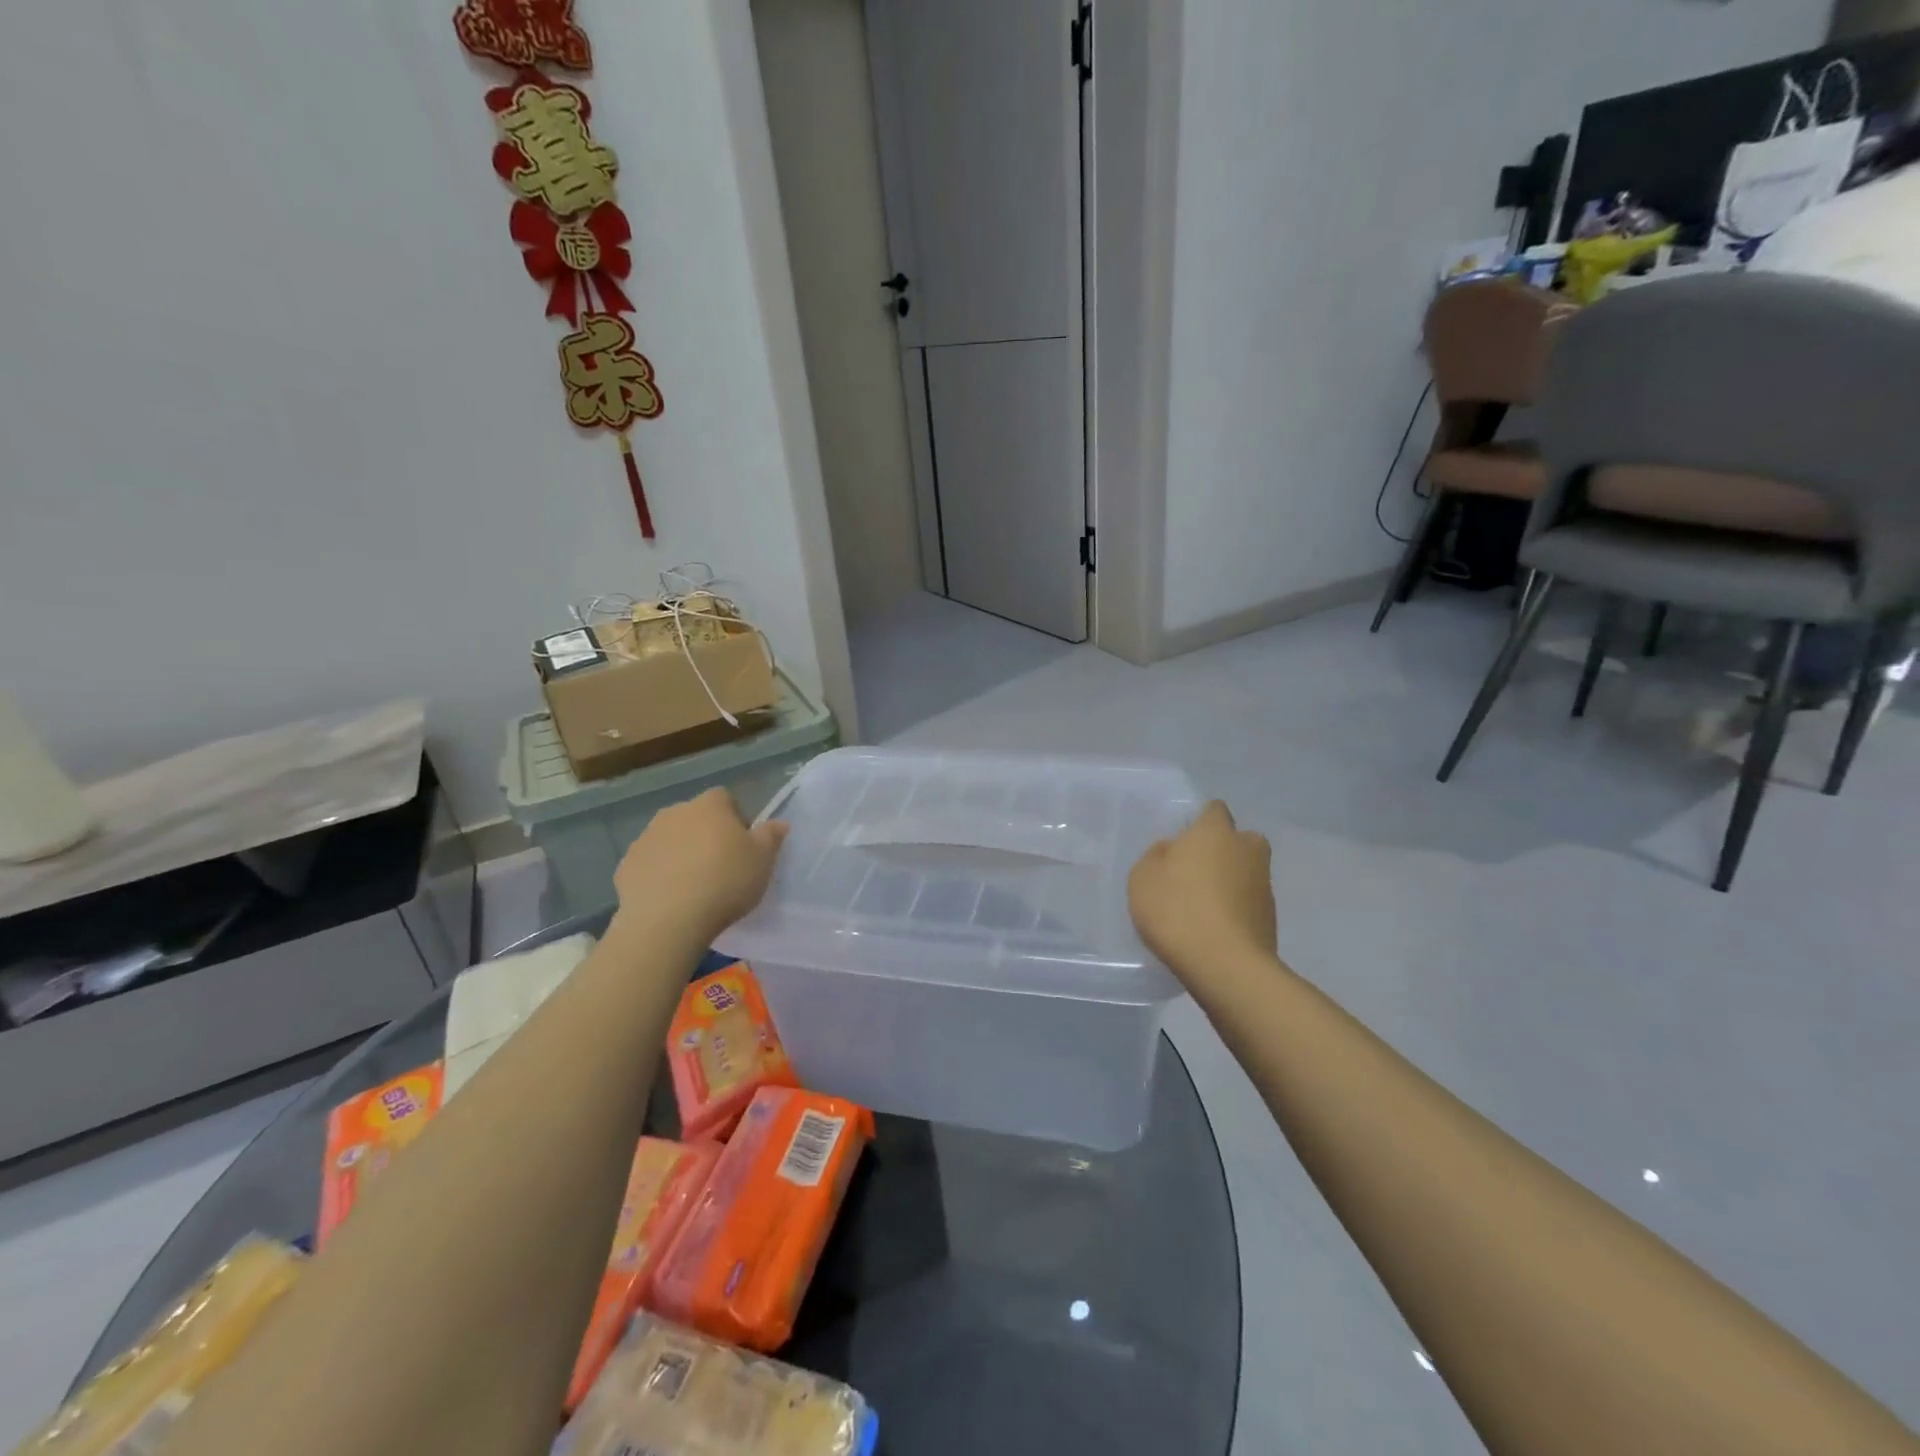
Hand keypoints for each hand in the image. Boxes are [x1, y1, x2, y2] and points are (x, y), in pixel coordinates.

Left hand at [611, 788, 788, 945]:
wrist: (668, 921)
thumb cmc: (725, 882)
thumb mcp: (763, 861)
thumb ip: (771, 836)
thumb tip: (779, 822)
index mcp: (709, 806)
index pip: (724, 799)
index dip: (735, 819)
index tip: (742, 846)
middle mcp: (674, 813)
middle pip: (695, 818)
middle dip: (706, 835)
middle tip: (720, 867)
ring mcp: (645, 838)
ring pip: (669, 839)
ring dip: (680, 854)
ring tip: (694, 886)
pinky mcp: (625, 866)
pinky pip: (649, 864)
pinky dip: (658, 875)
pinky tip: (670, 899)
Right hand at [1128, 801, 1276, 980]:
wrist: (1225, 965)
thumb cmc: (1177, 910)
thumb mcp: (1142, 878)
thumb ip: (1156, 856)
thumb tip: (1173, 850)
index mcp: (1215, 831)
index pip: (1214, 810)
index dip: (1199, 823)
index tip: (1182, 844)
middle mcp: (1246, 849)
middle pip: (1240, 840)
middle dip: (1224, 850)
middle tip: (1197, 873)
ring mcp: (1264, 884)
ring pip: (1247, 871)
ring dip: (1232, 881)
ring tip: (1203, 907)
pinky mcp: (1271, 917)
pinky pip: (1250, 902)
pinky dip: (1237, 909)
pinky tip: (1215, 929)